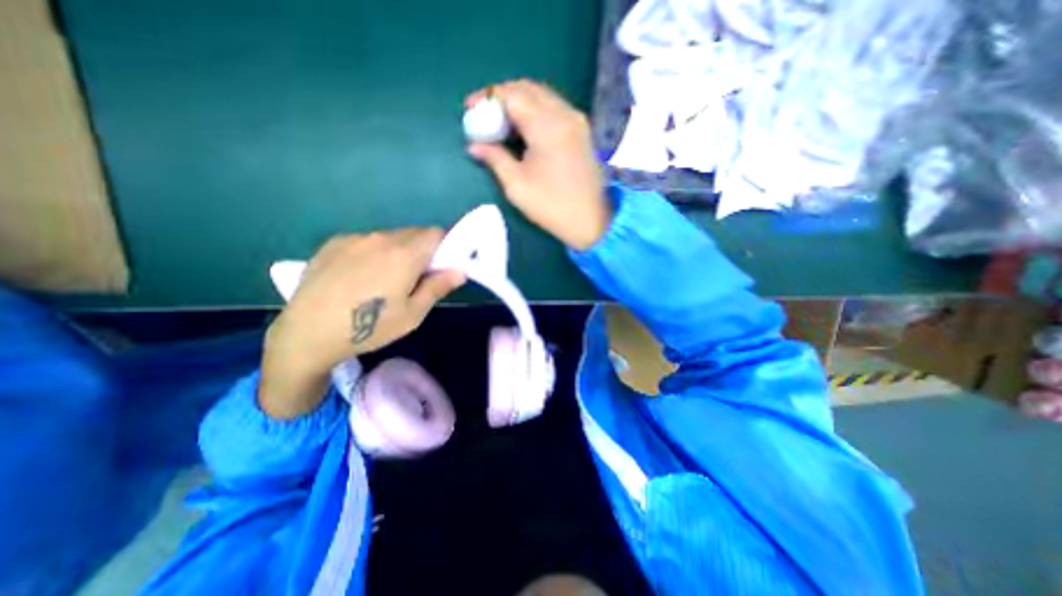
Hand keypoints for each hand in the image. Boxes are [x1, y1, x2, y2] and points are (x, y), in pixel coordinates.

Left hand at [258, 227, 463, 418]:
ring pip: (390, 236)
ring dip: (397, 250)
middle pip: (414, 232)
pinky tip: (358, 276)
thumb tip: (460, 270)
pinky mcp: (334, 242)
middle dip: (422, 249)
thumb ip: (438, 287)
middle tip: (414, 277)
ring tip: (383, 278)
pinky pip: (366, 240)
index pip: (436, 233)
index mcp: (404, 255)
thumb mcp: (412, 314)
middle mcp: (381, 238)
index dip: (444, 247)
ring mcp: (355, 238)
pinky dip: (373, 251)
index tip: (439, 266)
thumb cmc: (369, 328)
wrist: (307, 333)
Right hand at [466, 79, 613, 251]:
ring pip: (542, 95)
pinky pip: (553, 107)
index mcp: (547, 125)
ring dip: (518, 102)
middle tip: (484, 116)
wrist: (591, 220)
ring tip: (501, 123)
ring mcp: (576, 120)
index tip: (469, 109)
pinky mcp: (581, 130)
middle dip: (501, 97)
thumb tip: (474, 145)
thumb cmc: (552, 206)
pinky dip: (534, 110)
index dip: (487, 97)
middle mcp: (564, 113)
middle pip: (527, 88)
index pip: (512, 94)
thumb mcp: (516, 185)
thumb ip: (494, 158)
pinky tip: (523, 129)